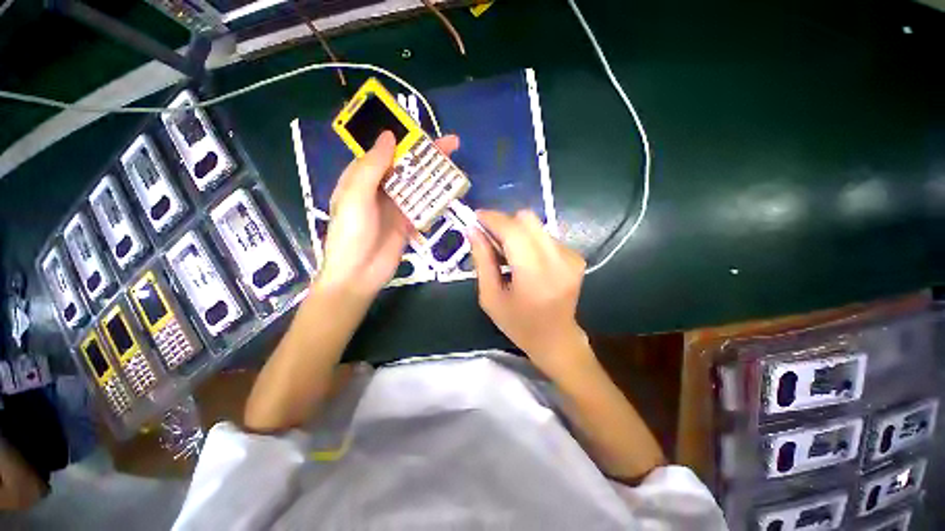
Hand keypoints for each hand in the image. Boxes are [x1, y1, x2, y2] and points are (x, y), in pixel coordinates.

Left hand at [319, 131, 458, 296]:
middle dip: (428, 155)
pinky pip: (423, 206)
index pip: (386, 151)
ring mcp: (396, 206)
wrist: (359, 274)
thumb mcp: (356, 196)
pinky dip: (435, 198)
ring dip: (435, 175)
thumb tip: (389, 136)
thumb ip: (372, 166)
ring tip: (456, 165)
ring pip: (418, 185)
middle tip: (452, 144)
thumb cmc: (351, 233)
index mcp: (363, 177)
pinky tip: (450, 191)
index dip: (405, 138)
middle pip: (407, 166)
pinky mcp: (408, 222)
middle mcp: (381, 188)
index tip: (424, 130)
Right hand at [469, 210, 588, 376]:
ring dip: (517, 232)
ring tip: (507, 252)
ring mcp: (571, 257)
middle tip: (490, 237)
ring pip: (537, 226)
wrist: (556, 340)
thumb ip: (482, 261)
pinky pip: (546, 236)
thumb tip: (473, 230)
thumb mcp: (490, 297)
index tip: (476, 217)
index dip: (493, 219)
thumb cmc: (518, 324)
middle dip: (504, 222)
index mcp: (535, 276)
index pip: (514, 232)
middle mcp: (558, 261)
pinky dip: (530, 241)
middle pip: (528, 220)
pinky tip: (524, 259)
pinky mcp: (576, 257)